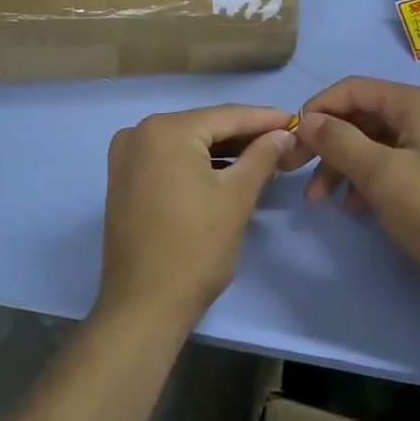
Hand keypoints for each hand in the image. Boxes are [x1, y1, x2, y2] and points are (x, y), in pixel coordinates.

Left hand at [99, 105, 292, 330]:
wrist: (143, 305)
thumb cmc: (195, 248)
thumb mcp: (236, 197)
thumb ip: (262, 157)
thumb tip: (282, 134)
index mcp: (165, 130)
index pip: (226, 115)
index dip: (264, 119)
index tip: (295, 121)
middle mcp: (140, 132)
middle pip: (204, 126)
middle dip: (244, 136)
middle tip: (284, 142)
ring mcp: (126, 156)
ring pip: (187, 143)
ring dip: (223, 151)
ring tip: (264, 157)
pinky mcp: (124, 178)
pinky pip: (169, 159)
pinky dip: (198, 164)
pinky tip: (228, 171)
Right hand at [288, 77, 419, 295]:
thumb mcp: (380, 175)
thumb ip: (339, 140)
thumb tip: (307, 119)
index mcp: (418, 103)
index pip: (353, 89)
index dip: (317, 109)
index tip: (291, 140)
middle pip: (360, 115)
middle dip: (326, 143)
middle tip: (295, 170)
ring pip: (370, 141)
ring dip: (341, 165)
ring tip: (319, 199)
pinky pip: (387, 161)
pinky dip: (363, 178)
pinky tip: (352, 206)